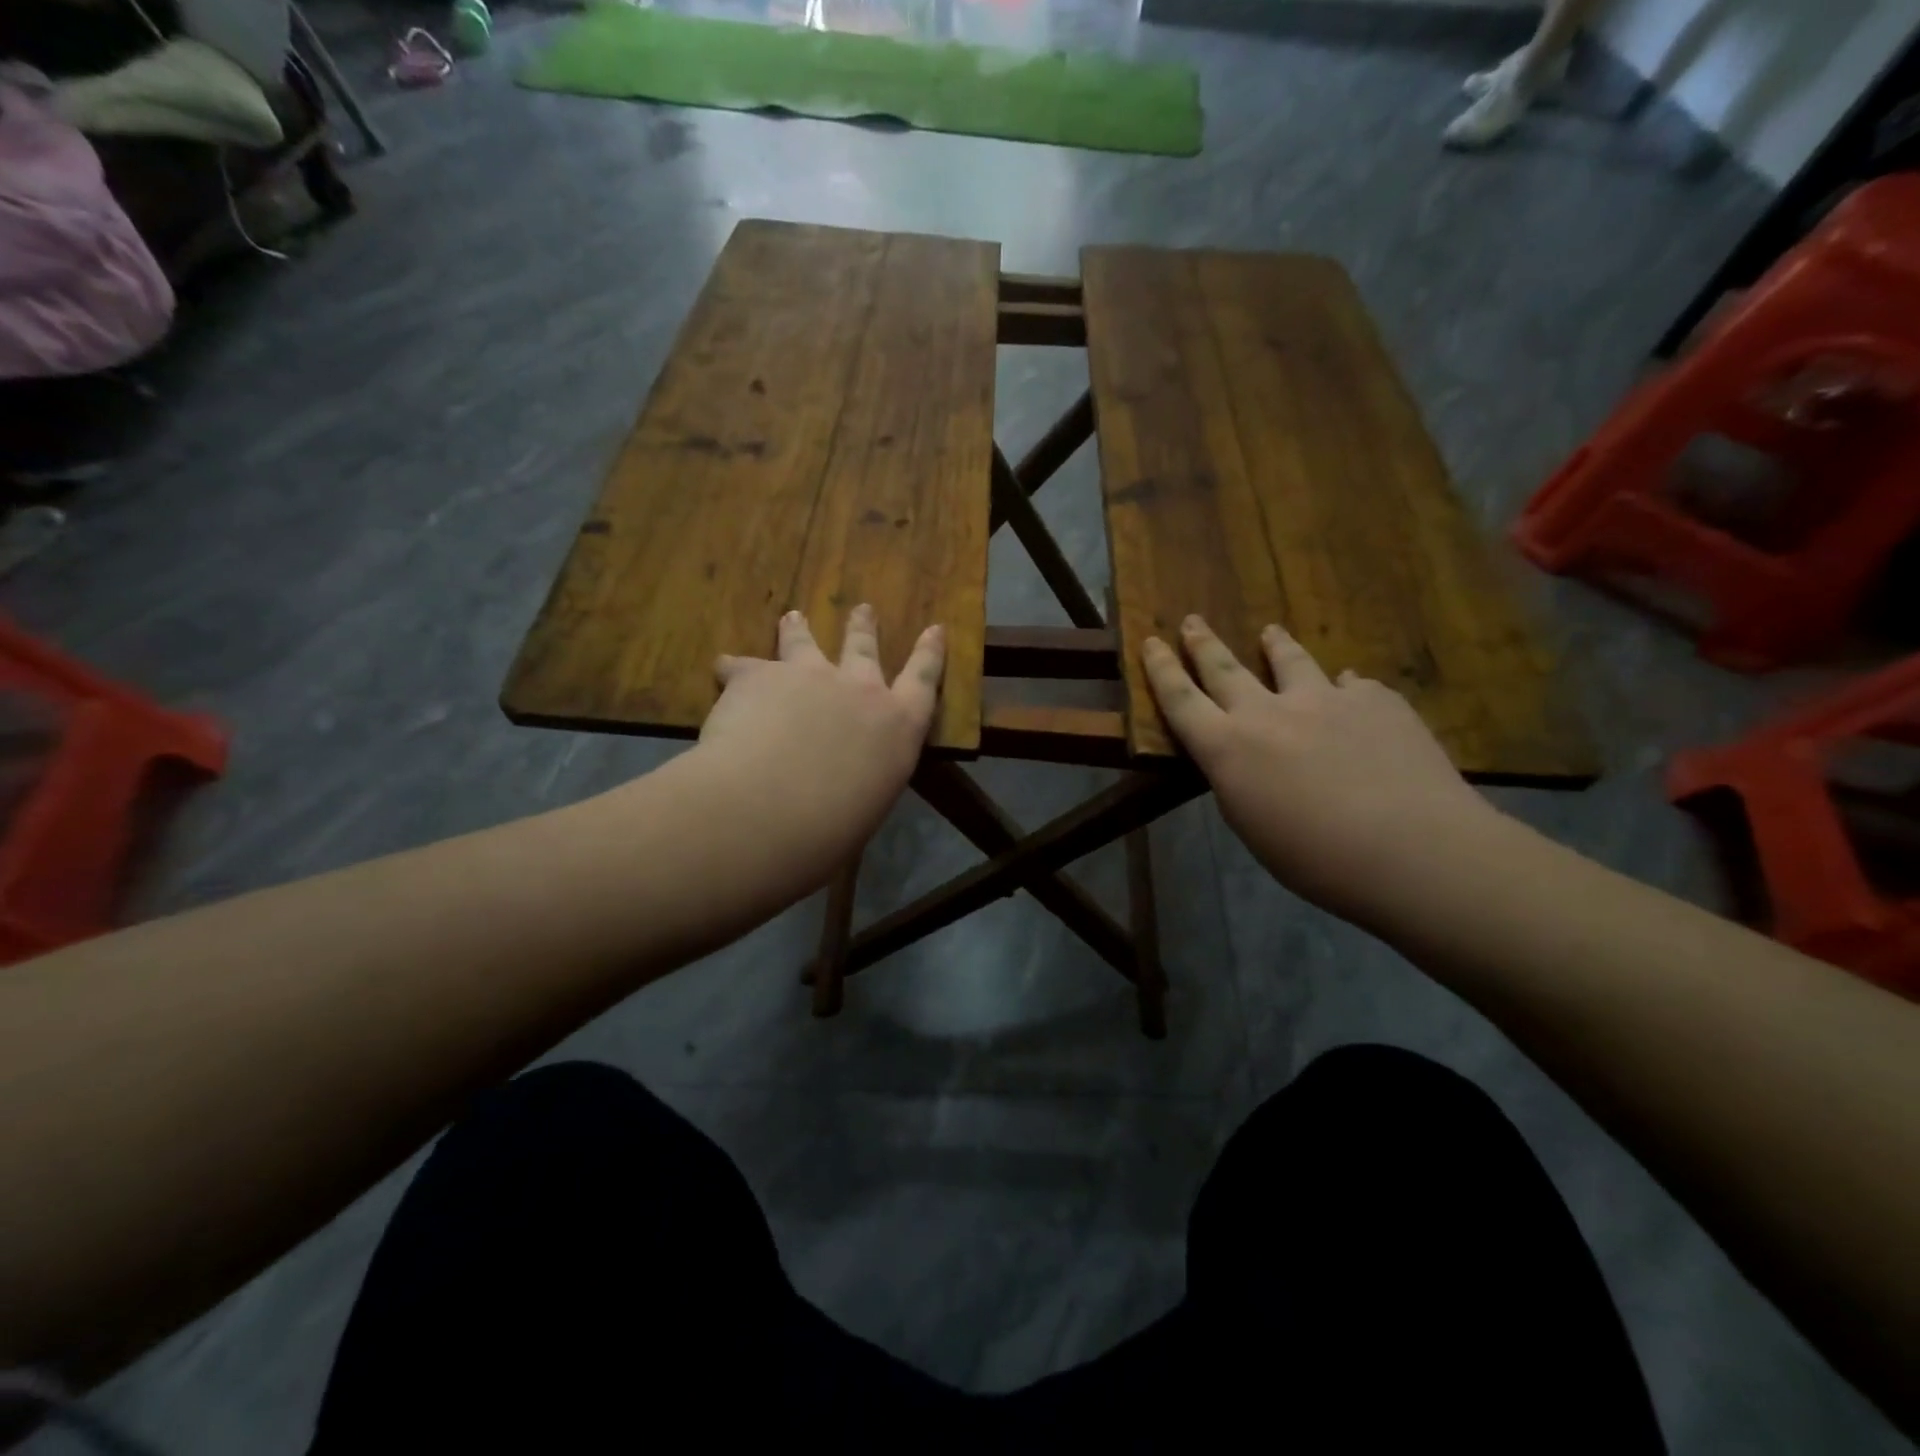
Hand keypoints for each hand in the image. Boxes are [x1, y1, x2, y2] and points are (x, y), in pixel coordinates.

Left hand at [695, 605, 944, 865]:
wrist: (771, 809)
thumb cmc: (831, 829)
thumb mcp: (865, 809)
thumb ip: (859, 782)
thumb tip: (840, 792)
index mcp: (897, 727)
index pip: (923, 681)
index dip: (930, 653)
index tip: (934, 628)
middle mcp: (859, 690)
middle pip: (863, 649)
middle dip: (863, 628)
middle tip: (862, 609)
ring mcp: (809, 675)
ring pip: (804, 643)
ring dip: (799, 630)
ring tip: (792, 618)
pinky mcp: (759, 675)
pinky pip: (742, 666)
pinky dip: (733, 669)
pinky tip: (722, 668)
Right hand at [1143, 616, 1504, 928]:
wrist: (1411, 849)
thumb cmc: (1315, 858)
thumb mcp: (1251, 824)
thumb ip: (1239, 780)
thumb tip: (1247, 757)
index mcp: (1228, 747)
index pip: (1181, 699)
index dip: (1162, 669)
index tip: (1151, 642)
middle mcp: (1267, 712)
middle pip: (1225, 668)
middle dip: (1203, 644)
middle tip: (1192, 621)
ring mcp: (1325, 699)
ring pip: (1291, 661)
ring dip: (1276, 646)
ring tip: (1270, 631)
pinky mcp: (1375, 700)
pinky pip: (1352, 686)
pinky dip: (1343, 688)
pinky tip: (1351, 689)